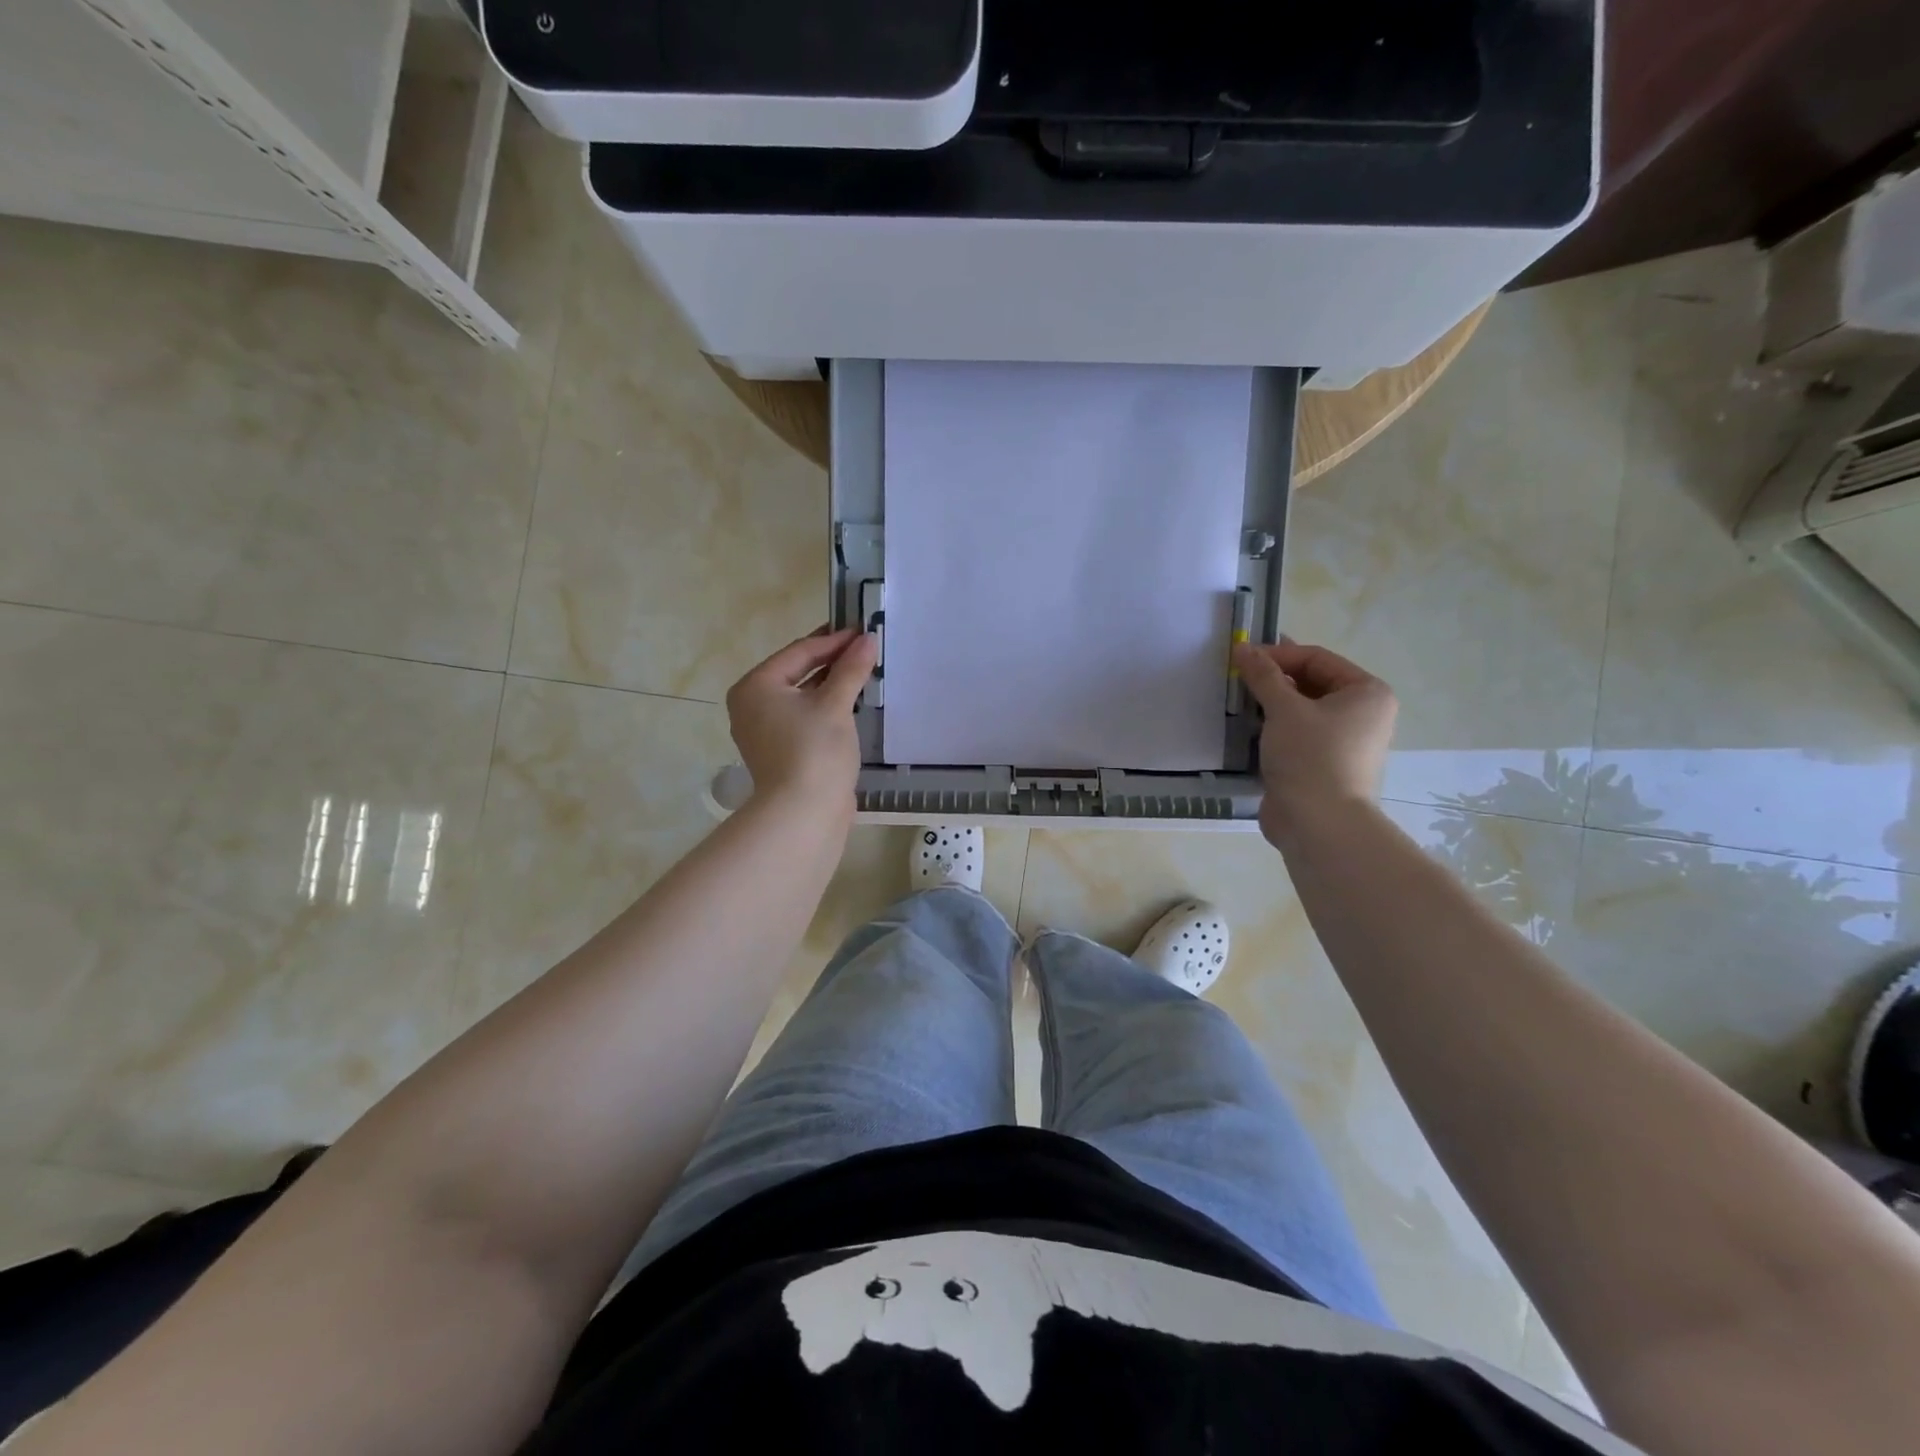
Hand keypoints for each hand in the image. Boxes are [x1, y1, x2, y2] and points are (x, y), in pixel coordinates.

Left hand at [726, 628, 876, 813]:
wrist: (803, 815)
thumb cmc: (814, 751)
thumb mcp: (835, 704)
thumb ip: (851, 669)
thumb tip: (868, 640)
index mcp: (756, 686)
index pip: (799, 652)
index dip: (834, 640)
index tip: (864, 631)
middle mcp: (752, 705)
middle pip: (797, 672)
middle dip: (833, 661)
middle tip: (865, 648)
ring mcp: (764, 731)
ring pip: (802, 696)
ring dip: (832, 684)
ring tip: (864, 672)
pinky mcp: (781, 751)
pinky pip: (804, 717)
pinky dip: (826, 707)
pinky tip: (852, 703)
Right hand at [1233, 640, 1397, 844]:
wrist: (1318, 823)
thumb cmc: (1310, 757)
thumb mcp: (1284, 709)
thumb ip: (1263, 675)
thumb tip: (1243, 647)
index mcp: (1367, 692)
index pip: (1317, 659)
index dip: (1278, 655)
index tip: (1241, 658)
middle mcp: (1362, 713)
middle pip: (1310, 682)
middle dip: (1273, 679)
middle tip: (1236, 678)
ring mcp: (1343, 741)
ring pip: (1300, 710)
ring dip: (1269, 704)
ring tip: (1237, 702)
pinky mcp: (1322, 763)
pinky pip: (1295, 734)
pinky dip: (1272, 728)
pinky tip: (1246, 728)